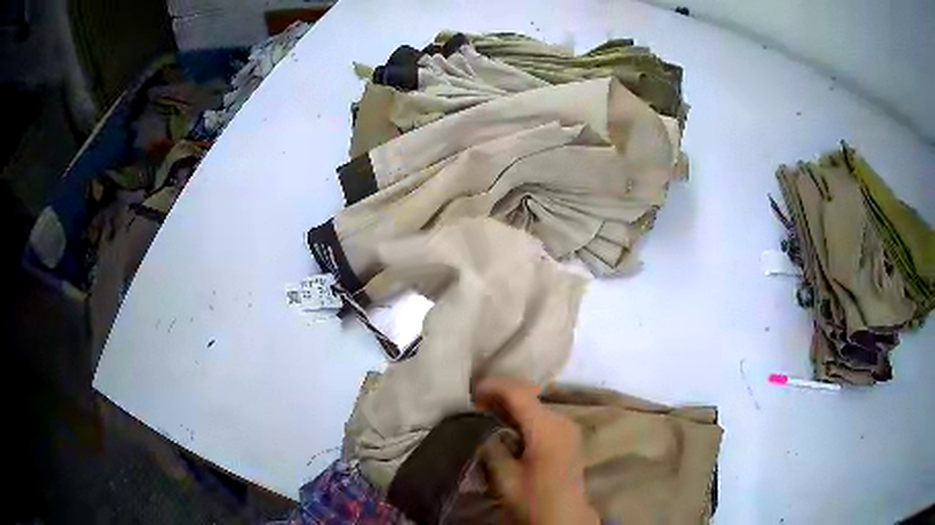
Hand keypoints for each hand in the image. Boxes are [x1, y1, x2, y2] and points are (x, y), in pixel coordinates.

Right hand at [474, 377, 598, 524]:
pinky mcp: (569, 436)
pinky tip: (510, 426)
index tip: (472, 392)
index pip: (519, 393)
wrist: (564, 516)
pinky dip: (525, 416)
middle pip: (529, 395)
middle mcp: (561, 420)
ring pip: (536, 406)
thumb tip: (484, 428)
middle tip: (476, 405)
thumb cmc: (534, 498)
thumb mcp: (505, 476)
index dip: (494, 387)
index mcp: (547, 427)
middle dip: (502, 395)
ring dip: (513, 406)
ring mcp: (568, 427)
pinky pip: (543, 417)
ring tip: (489, 414)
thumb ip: (493, 447)